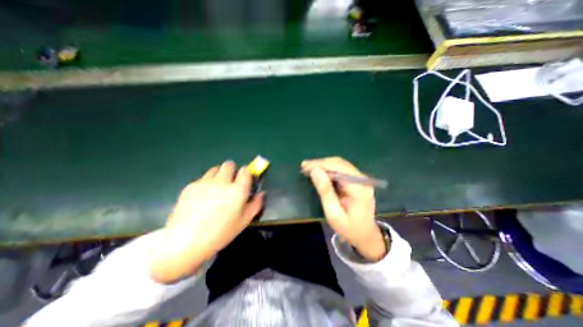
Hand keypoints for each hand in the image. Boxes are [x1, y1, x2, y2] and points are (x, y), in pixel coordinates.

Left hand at [148, 161, 263, 283]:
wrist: (185, 242)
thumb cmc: (220, 233)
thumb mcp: (244, 221)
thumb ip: (256, 204)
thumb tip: (261, 193)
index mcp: (237, 190)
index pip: (245, 171)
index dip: (246, 173)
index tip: (244, 179)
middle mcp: (222, 182)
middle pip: (229, 164)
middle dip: (232, 170)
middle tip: (230, 182)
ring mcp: (205, 182)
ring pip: (215, 169)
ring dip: (219, 174)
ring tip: (216, 188)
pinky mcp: (191, 186)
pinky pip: (203, 178)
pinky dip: (206, 183)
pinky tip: (202, 198)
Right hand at [300, 158, 386, 261]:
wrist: (364, 235)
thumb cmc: (348, 228)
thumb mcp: (333, 213)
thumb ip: (325, 191)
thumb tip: (315, 171)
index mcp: (359, 188)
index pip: (339, 169)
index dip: (321, 165)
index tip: (305, 166)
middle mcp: (362, 179)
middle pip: (339, 164)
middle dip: (320, 163)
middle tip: (304, 166)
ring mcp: (360, 179)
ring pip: (340, 164)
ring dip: (323, 165)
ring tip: (308, 167)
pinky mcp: (357, 180)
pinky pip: (341, 169)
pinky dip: (328, 168)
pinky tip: (319, 171)